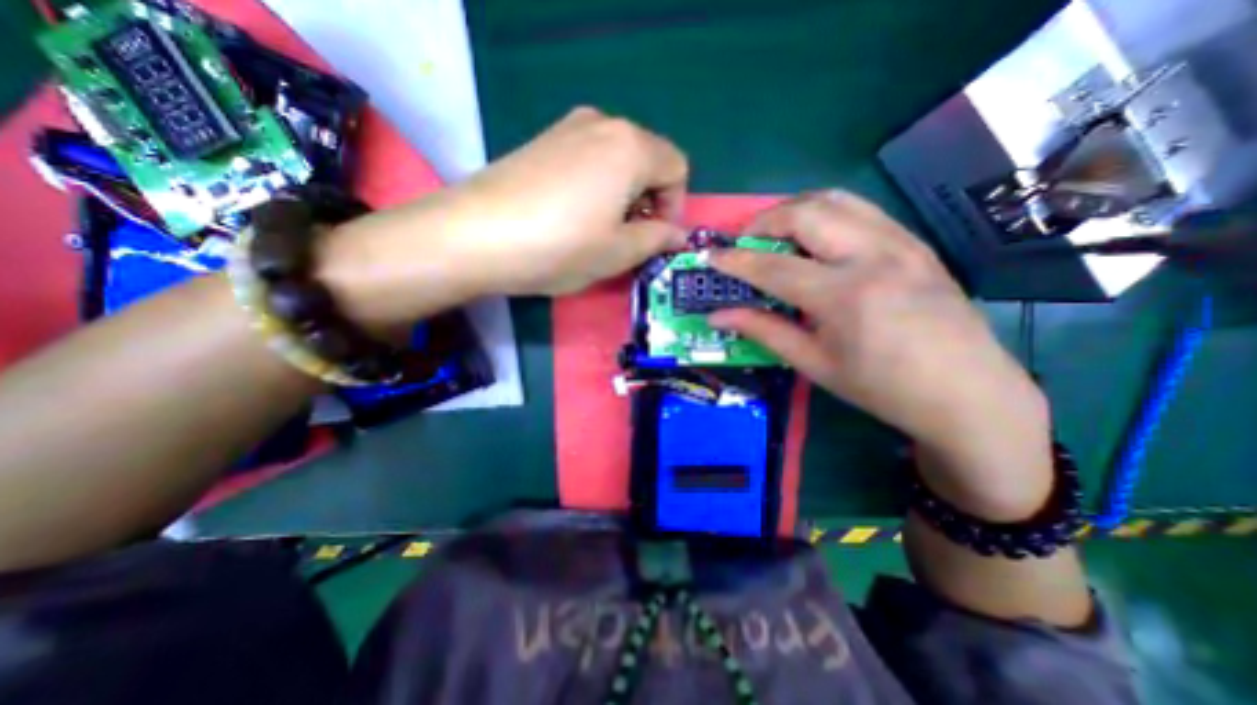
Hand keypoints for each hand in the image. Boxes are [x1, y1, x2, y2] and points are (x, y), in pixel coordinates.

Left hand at [441, 104, 691, 293]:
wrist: (475, 235)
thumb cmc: (560, 246)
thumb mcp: (619, 252)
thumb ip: (657, 239)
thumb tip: (677, 234)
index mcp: (631, 146)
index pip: (677, 168)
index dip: (674, 207)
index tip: (654, 238)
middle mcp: (603, 124)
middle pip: (648, 160)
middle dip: (648, 201)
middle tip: (628, 239)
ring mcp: (567, 128)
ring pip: (617, 160)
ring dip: (622, 195)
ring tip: (599, 230)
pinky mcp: (542, 141)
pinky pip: (587, 159)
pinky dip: (595, 186)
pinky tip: (572, 215)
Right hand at [710, 194, 1052, 518]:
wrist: (968, 392)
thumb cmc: (882, 387)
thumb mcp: (814, 364)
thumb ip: (763, 331)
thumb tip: (719, 316)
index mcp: (845, 295)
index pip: (774, 266)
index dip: (735, 261)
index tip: (710, 257)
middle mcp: (872, 255)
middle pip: (805, 213)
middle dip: (764, 221)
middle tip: (745, 244)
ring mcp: (900, 242)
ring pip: (834, 199)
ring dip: (794, 210)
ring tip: (775, 235)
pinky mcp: (914, 241)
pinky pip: (859, 209)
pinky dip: (825, 214)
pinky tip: (816, 239)